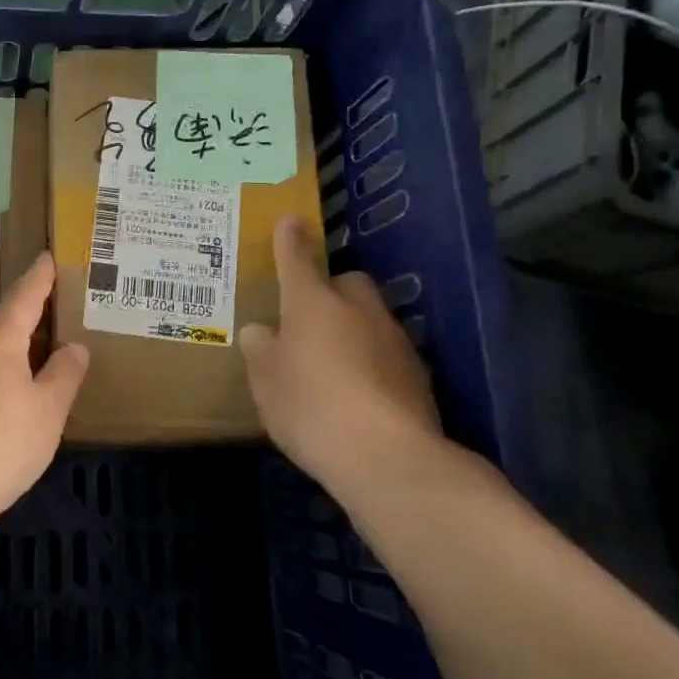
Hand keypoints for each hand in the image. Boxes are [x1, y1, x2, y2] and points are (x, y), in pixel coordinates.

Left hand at [0, 252, 89, 526]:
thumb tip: (73, 347)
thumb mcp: (48, 410)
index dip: (39, 278)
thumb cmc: (3, 442)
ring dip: (11, 348)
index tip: (47, 257)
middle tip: (52, 309)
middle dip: (26, 315)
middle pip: (2, 323)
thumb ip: (64, 374)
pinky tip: (6, 395)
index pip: (24, 297)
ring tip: (35, 354)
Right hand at [239, 216, 441, 491]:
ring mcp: (393, 339)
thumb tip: (262, 331)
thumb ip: (261, 349)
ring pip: (370, 318)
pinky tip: (359, 393)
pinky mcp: (417, 373)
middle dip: (331, 291)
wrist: (386, 456)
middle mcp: (358, 309)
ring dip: (353, 328)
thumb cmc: (310, 406)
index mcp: (312, 303)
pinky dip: (372, 362)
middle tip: (309, 320)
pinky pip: (386, 352)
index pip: (297, 259)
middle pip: (347, 282)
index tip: (290, 222)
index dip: (290, 240)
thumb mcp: (265, 380)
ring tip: (332, 364)